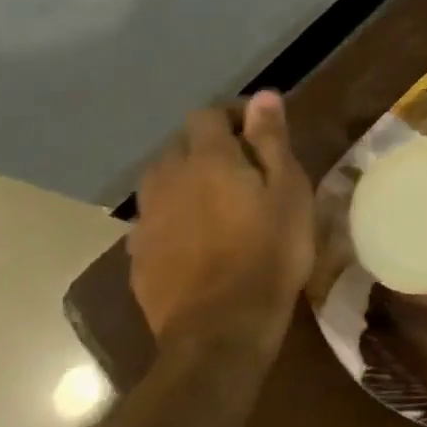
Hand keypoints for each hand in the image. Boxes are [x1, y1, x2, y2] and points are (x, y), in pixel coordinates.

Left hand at [127, 92, 313, 343]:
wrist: (220, 331)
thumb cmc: (269, 253)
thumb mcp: (288, 190)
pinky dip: (173, 215)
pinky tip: (195, 236)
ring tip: (215, 200)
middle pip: (179, 144)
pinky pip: (153, 218)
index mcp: (207, 158)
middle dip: (207, 146)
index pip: (208, 114)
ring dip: (185, 179)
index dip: (233, 115)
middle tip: (243, 167)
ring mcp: (147, 219)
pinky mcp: (138, 256)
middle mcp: (168, 179)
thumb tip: (264, 95)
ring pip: (161, 180)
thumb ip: (271, 140)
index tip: (259, 132)